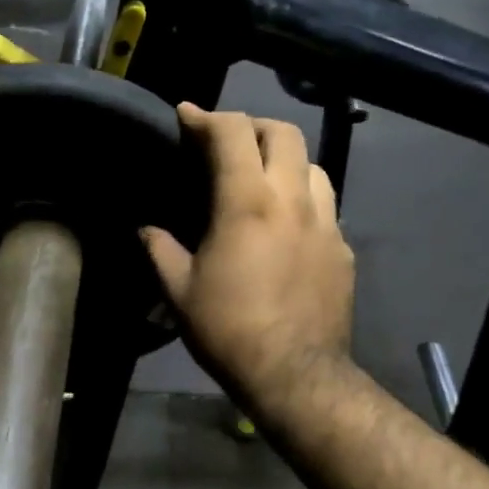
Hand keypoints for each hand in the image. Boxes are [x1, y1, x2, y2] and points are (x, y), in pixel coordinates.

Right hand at [141, 104, 356, 405]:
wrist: (296, 374)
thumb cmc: (228, 329)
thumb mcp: (178, 291)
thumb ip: (160, 249)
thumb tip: (145, 229)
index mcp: (247, 203)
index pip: (232, 134)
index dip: (206, 116)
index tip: (186, 114)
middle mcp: (293, 200)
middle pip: (284, 133)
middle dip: (251, 125)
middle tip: (225, 141)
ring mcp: (327, 223)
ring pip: (313, 164)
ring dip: (283, 158)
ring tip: (260, 177)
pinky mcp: (343, 248)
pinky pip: (325, 204)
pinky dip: (301, 197)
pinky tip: (284, 224)